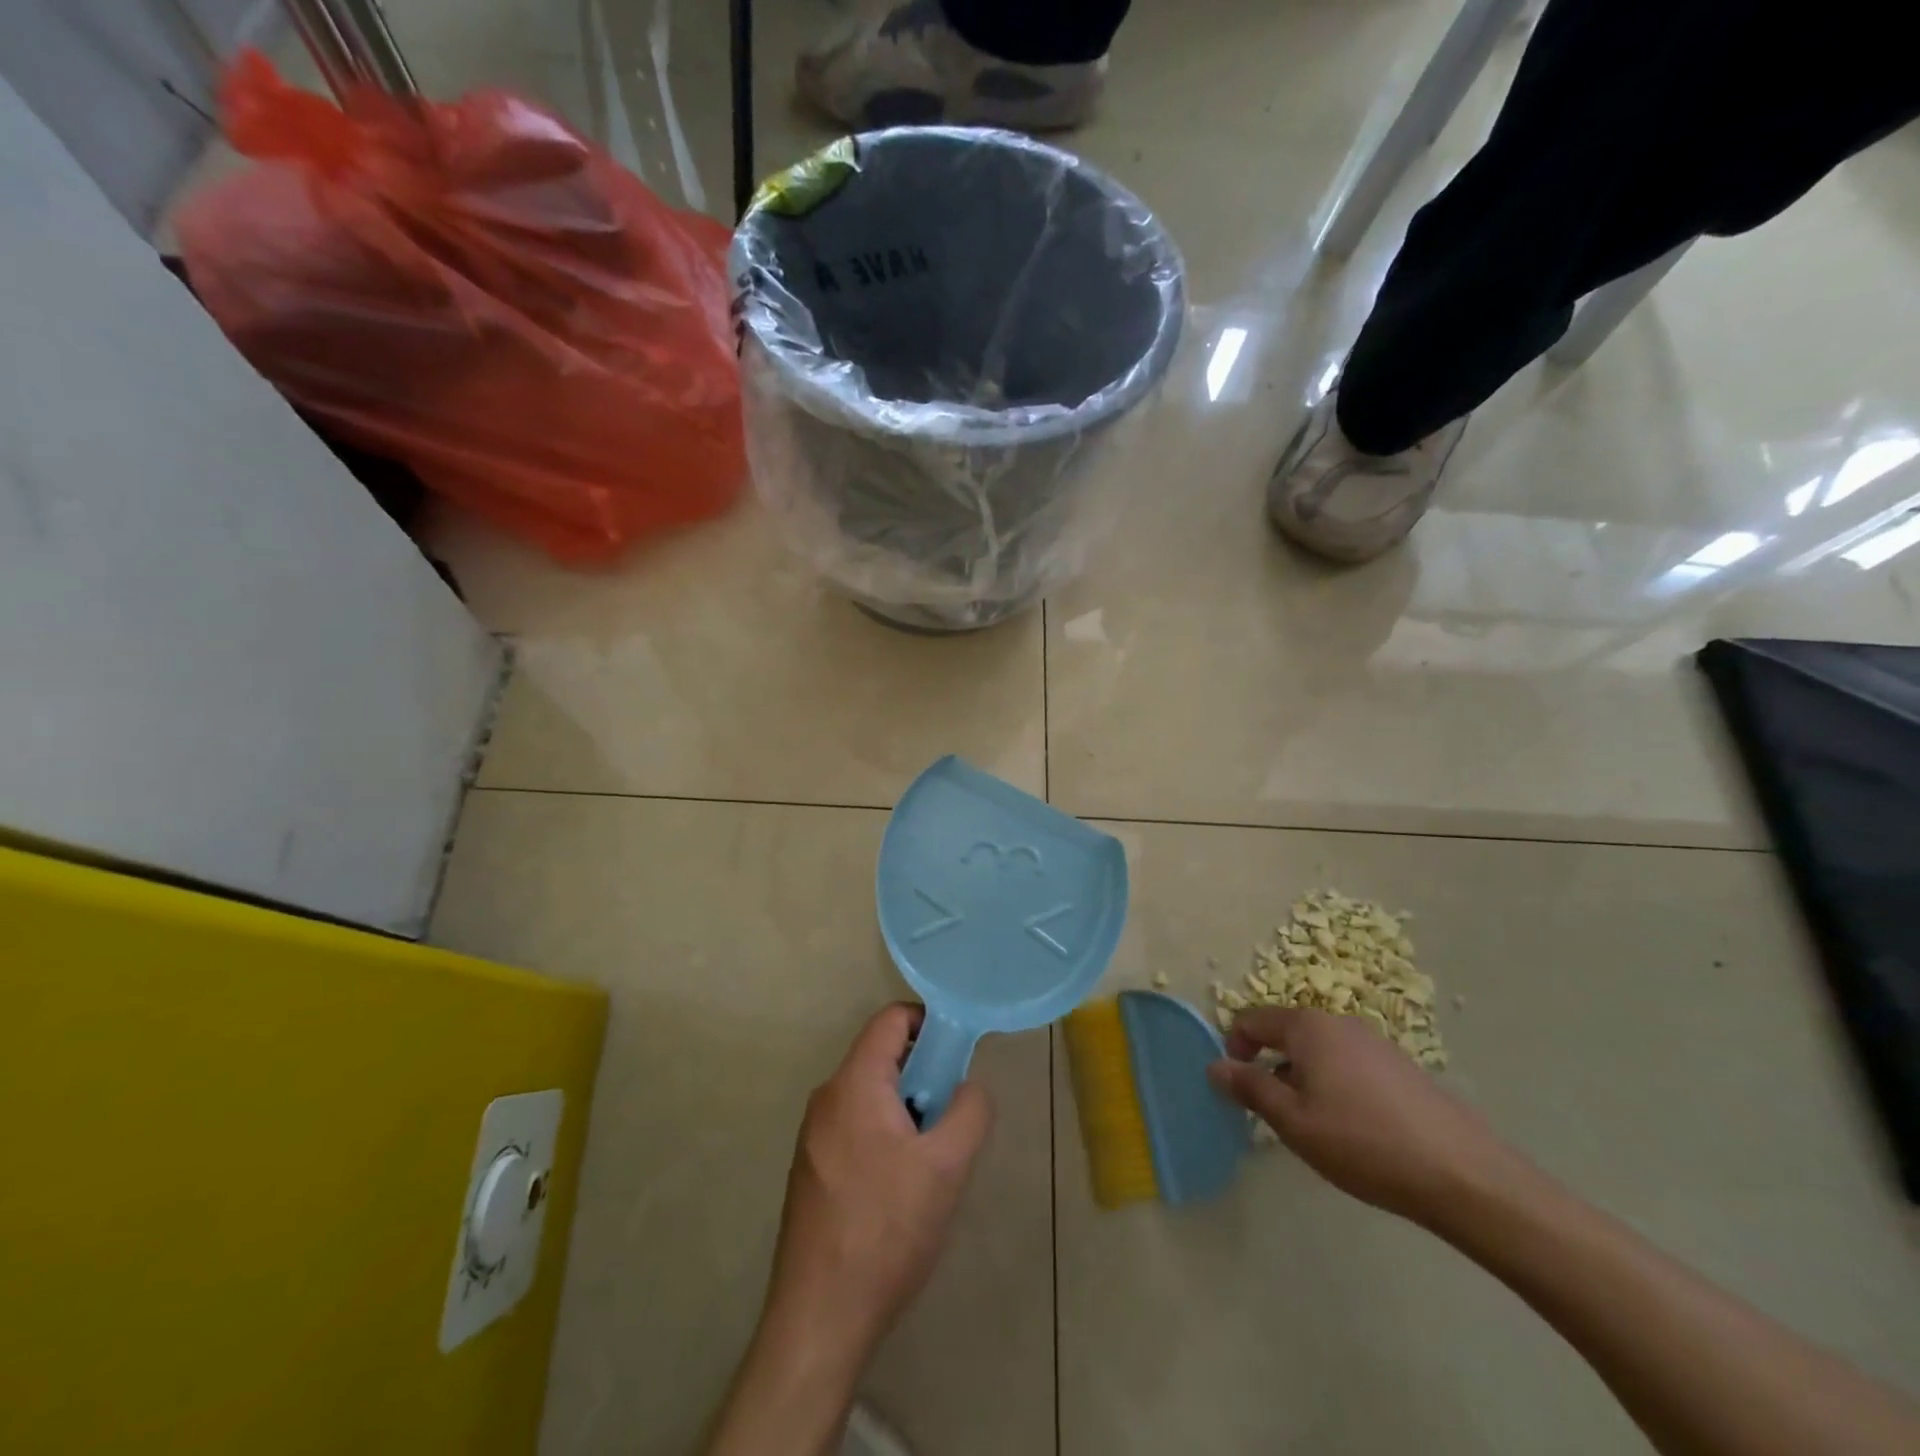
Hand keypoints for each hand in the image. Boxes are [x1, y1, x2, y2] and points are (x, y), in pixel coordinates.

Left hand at [765, 1003, 992, 1360]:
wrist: (819, 1318)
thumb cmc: (886, 1229)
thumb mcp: (947, 1167)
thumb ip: (969, 1111)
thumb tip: (968, 1087)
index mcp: (854, 1083)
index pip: (892, 1019)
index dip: (930, 1023)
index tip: (959, 1056)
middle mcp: (827, 1098)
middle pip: (882, 1058)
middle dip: (924, 1076)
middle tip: (951, 1117)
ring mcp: (813, 1136)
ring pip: (871, 1097)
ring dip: (907, 1111)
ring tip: (931, 1161)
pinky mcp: (811, 1170)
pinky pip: (855, 1128)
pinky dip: (885, 1136)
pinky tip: (901, 1191)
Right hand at [1206, 1007, 1525, 1225]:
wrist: (1464, 1175)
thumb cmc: (1363, 1143)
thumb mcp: (1294, 1122)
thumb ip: (1250, 1089)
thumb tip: (1215, 1065)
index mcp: (1307, 1026)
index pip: (1252, 1020)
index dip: (1234, 1049)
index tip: (1237, 1089)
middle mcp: (1339, 1022)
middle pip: (1286, 1033)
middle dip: (1270, 1066)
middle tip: (1275, 1114)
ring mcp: (1374, 1042)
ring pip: (1318, 1051)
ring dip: (1302, 1078)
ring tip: (1315, 1127)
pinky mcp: (1400, 1066)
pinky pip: (1348, 1064)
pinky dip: (1334, 1085)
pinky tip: (1353, 1129)